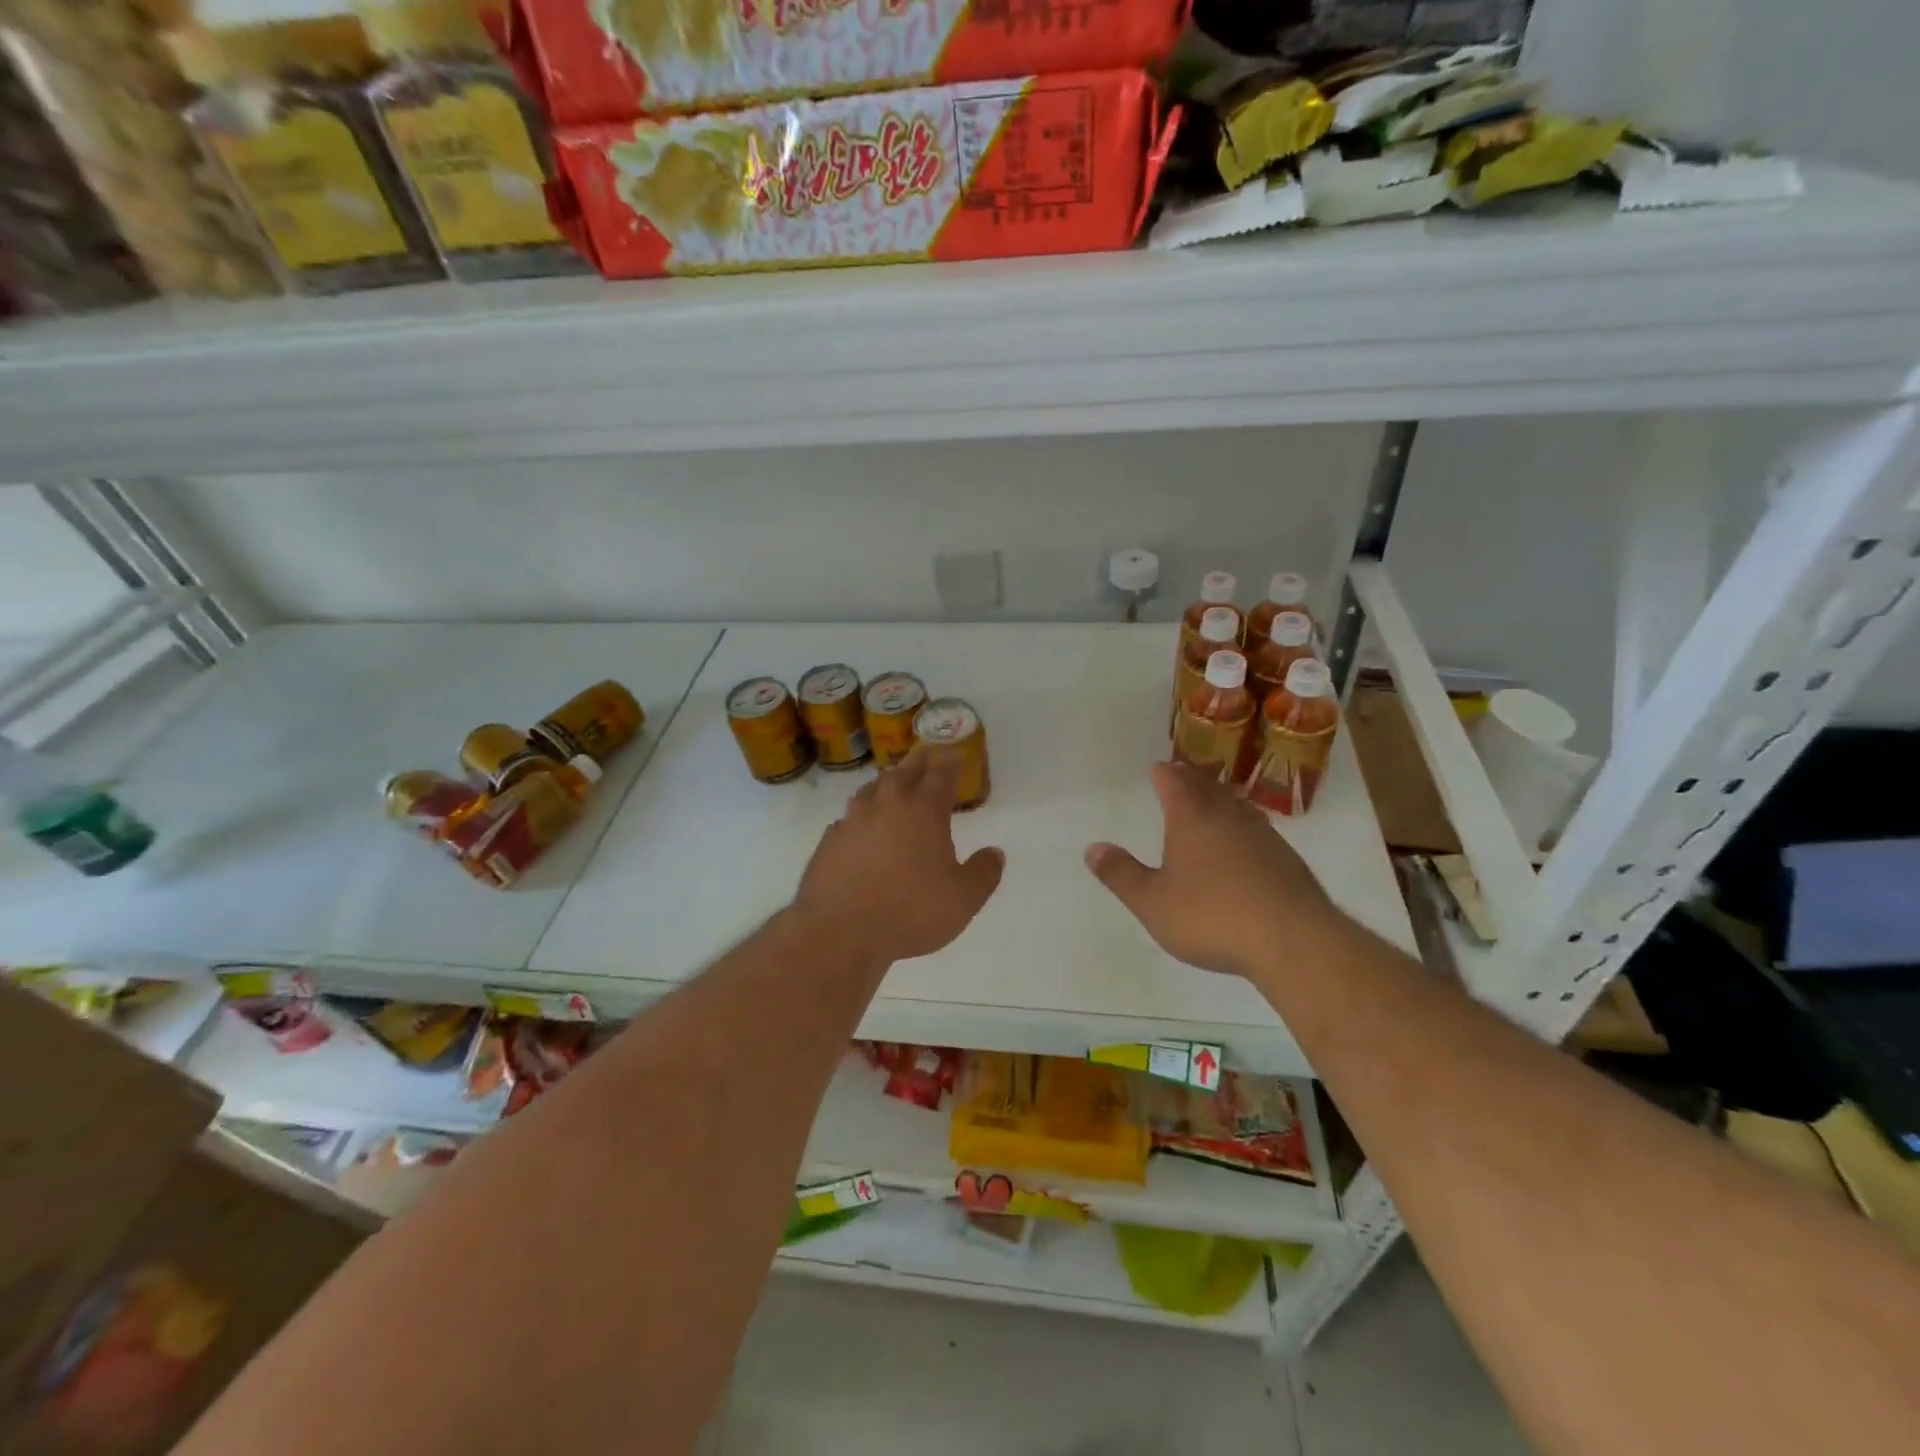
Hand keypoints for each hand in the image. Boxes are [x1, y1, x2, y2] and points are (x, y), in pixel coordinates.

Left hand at [794, 750, 1004, 968]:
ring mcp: (853, 822)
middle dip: (918, 762)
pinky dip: (860, 816)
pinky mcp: (829, 842)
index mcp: (923, 812)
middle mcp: (887, 807)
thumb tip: (995, 853)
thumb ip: (983, 874)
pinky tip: (860, 827)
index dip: (951, 762)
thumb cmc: (910, 912)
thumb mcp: (963, 899)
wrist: (840, 931)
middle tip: (926, 755)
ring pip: (871, 790)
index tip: (955, 753)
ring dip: (886, 782)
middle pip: (904, 773)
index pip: (940, 776)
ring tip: (893, 784)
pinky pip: (848, 819)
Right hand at [1085, 762, 1341, 979]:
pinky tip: (1246, 844)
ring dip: (1221, 799)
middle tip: (1182, 775)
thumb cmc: (1212, 917)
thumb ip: (1121, 875)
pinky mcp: (1288, 861)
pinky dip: (1244, 827)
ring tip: (1214, 800)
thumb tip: (1092, 848)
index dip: (1163, 774)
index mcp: (1192, 819)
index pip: (1174, 783)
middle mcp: (1228, 817)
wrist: (1294, 941)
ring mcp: (1263, 837)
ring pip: (1237, 806)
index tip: (1157, 768)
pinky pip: (1258, 830)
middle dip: (1192, 780)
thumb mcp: (1153, 902)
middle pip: (1208, 787)